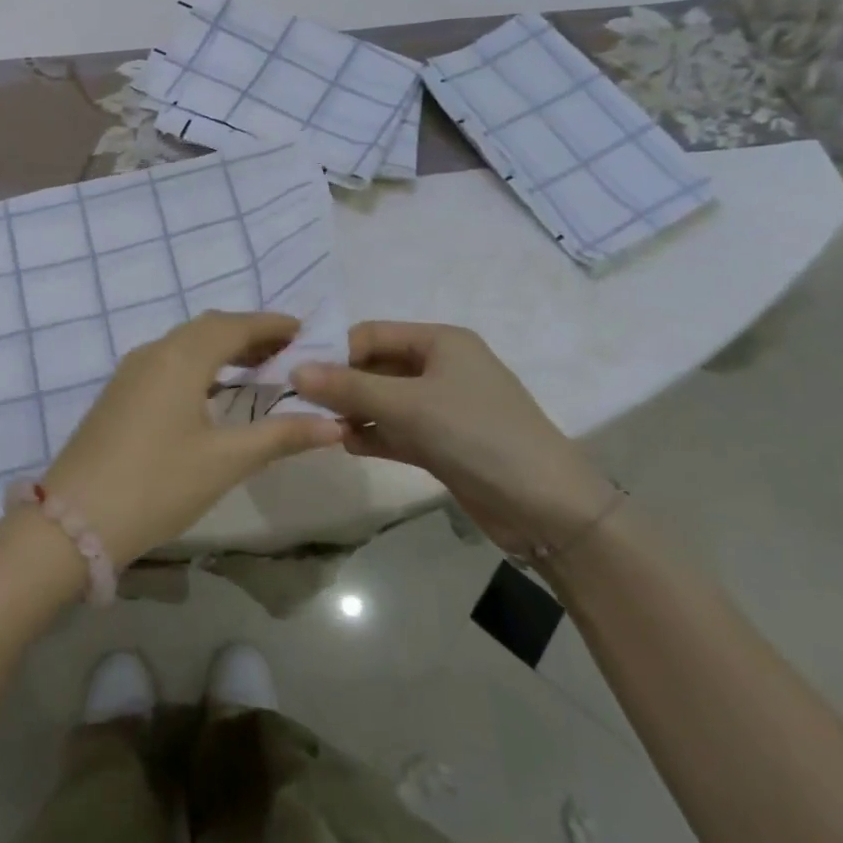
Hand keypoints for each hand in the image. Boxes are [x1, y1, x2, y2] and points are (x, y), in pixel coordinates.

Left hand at [37, 312, 343, 567]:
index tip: (306, 331)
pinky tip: (213, 393)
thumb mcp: (225, 461)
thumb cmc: (157, 484)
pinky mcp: (118, 394)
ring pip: (184, 344)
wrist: (74, 519)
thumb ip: (281, 436)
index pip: (234, 325)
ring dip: (222, 349)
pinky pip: (167, 362)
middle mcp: (153, 352)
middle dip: (249, 334)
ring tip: (259, 370)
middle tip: (289, 352)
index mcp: (180, 357)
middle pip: (208, 329)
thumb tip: (334, 425)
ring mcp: (130, 372)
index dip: (271, 325)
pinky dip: (199, 365)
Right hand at [290, 321, 613, 558]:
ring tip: (321, 427)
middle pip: (375, 366)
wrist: (548, 508)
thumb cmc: (478, 436)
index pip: (371, 334)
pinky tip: (347, 445)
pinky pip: (395, 429)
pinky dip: (372, 434)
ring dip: (353, 411)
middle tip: (301, 404)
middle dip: (340, 384)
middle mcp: (440, 367)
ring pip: (382, 400)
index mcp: (440, 342)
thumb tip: (294, 370)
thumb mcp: (408, 405)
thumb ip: (348, 387)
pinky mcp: (442, 442)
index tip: (295, 374)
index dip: (333, 351)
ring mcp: (442, 407)